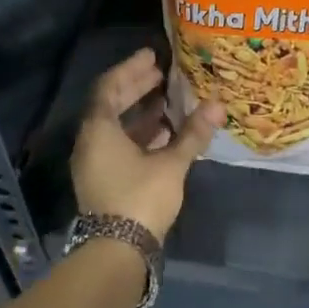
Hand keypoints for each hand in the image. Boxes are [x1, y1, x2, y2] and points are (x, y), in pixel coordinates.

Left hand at [71, 47, 223, 240]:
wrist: (118, 252)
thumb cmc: (141, 198)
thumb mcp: (171, 164)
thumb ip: (192, 133)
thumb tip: (218, 104)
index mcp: (99, 131)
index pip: (109, 87)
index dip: (131, 69)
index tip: (152, 56)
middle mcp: (90, 143)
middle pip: (110, 105)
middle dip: (136, 87)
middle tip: (161, 73)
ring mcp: (95, 164)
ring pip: (115, 127)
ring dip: (139, 112)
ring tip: (168, 101)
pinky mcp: (104, 181)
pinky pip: (119, 146)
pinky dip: (139, 134)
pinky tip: (165, 134)